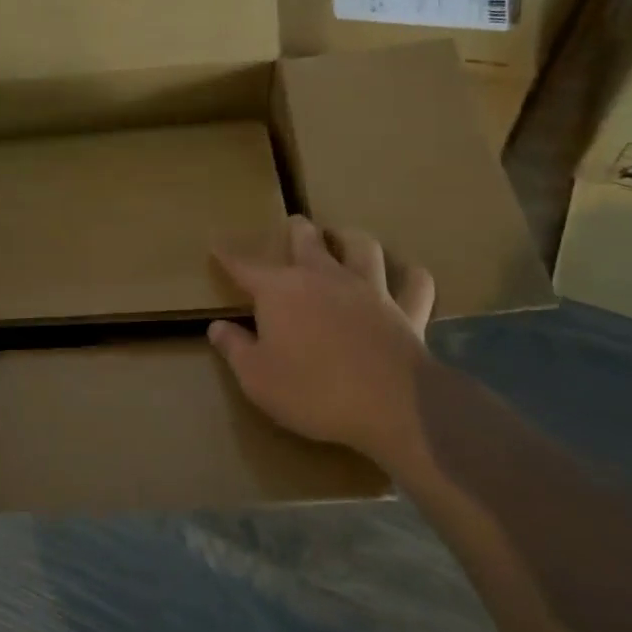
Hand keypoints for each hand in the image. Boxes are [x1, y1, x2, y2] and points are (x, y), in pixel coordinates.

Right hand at [210, 217, 435, 478]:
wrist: (390, 406)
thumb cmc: (312, 391)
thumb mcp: (256, 377)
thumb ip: (235, 348)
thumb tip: (217, 327)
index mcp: (281, 291)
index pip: (245, 266)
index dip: (228, 255)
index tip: (216, 244)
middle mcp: (324, 278)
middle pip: (307, 240)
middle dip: (297, 230)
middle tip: (294, 225)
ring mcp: (369, 290)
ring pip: (363, 247)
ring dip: (351, 239)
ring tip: (345, 238)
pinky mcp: (406, 311)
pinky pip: (415, 284)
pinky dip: (411, 277)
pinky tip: (409, 274)